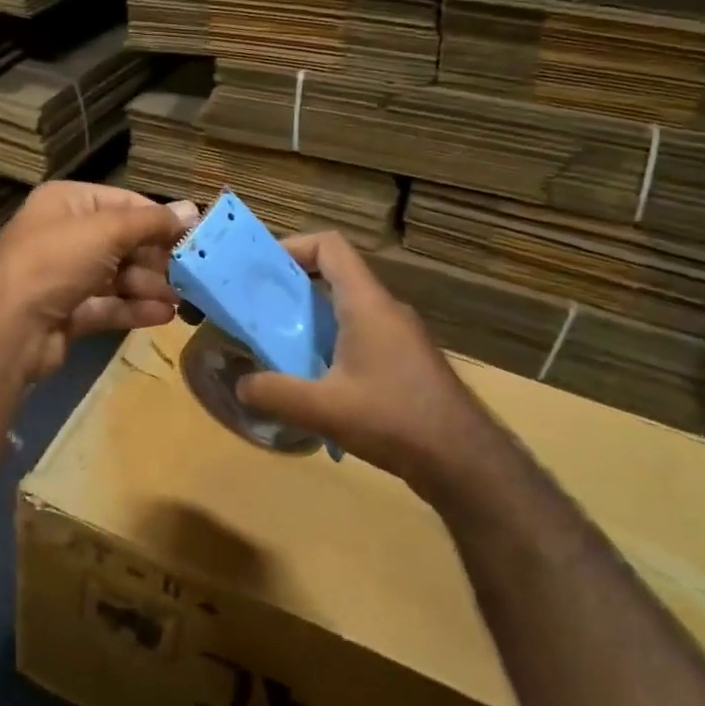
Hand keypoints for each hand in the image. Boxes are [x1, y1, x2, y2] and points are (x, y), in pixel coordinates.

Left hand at [0, 182, 198, 382]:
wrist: (5, 329)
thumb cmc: (55, 262)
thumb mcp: (107, 231)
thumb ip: (151, 222)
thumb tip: (192, 209)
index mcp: (67, 204)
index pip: (123, 203)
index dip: (159, 219)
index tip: (194, 236)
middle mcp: (63, 236)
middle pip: (122, 241)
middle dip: (156, 257)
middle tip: (192, 272)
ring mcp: (63, 277)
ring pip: (117, 276)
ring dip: (150, 286)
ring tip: (182, 299)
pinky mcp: (66, 313)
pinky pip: (107, 306)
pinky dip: (134, 309)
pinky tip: (163, 315)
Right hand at [237, 231, 500, 495]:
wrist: (464, 460)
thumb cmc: (394, 419)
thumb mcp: (323, 409)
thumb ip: (275, 393)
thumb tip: (240, 385)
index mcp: (367, 304)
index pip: (330, 246)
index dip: (293, 246)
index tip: (262, 270)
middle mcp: (386, 310)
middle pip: (336, 276)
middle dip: (293, 288)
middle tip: (259, 312)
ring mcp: (401, 336)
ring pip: (348, 309)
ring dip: (311, 320)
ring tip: (278, 347)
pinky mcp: (407, 362)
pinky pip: (362, 336)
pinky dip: (332, 344)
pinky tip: (317, 382)